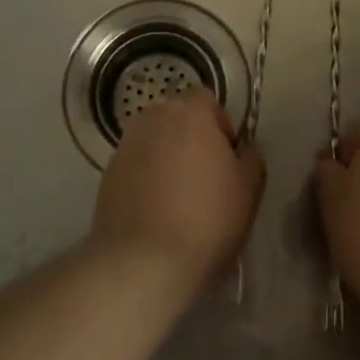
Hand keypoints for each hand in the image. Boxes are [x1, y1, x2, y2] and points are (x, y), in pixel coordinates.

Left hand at [91, 88, 264, 289]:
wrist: (143, 261)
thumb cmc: (207, 219)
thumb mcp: (248, 190)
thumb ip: (252, 158)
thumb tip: (246, 148)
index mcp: (189, 113)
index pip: (205, 98)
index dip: (220, 123)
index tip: (227, 157)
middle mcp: (152, 119)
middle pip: (176, 117)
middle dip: (191, 138)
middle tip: (205, 176)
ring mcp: (125, 146)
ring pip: (154, 141)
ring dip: (167, 157)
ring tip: (179, 196)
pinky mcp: (107, 174)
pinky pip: (135, 165)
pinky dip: (146, 178)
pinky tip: (156, 211)